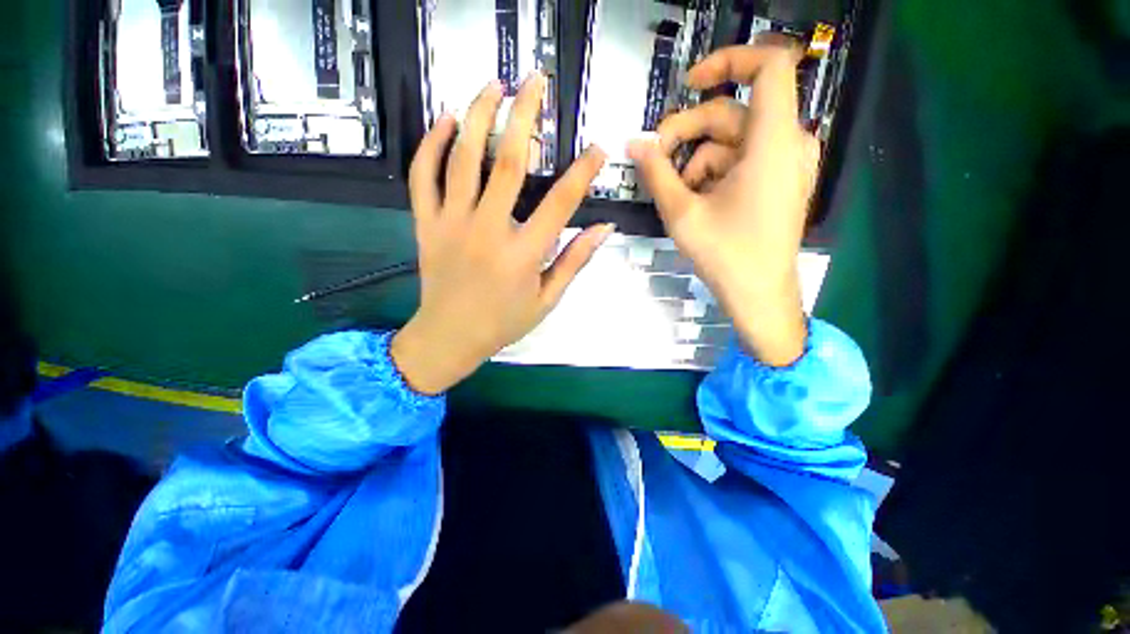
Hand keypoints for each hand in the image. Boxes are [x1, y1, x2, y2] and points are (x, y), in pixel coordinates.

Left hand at [391, 74, 612, 394]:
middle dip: (525, 115)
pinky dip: (431, 144)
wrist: (450, 336)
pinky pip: (422, 176)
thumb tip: (604, 229)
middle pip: (507, 162)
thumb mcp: (547, 299)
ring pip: (462, 158)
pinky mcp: (426, 224)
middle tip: (536, 82)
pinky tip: (447, 121)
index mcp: (523, 254)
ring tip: (494, 84)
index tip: (596, 148)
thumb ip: (575, 261)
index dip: (582, 172)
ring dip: (479, 114)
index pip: (560, 203)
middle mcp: (488, 230)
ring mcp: (451, 223)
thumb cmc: (503, 322)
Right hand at [628, 45, 820, 365]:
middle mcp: (787, 144)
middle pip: (732, 113)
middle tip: (654, 158)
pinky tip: (697, 202)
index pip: (768, 65)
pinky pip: (740, 161)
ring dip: (696, 161)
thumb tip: (633, 143)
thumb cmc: (725, 256)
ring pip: (731, 141)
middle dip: (688, 131)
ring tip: (676, 195)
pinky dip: (713, 174)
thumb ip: (656, 172)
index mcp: (773, 142)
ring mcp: (785, 165)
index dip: (728, 60)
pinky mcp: (777, 182)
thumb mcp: (682, 213)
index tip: (689, 82)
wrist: (759, 296)